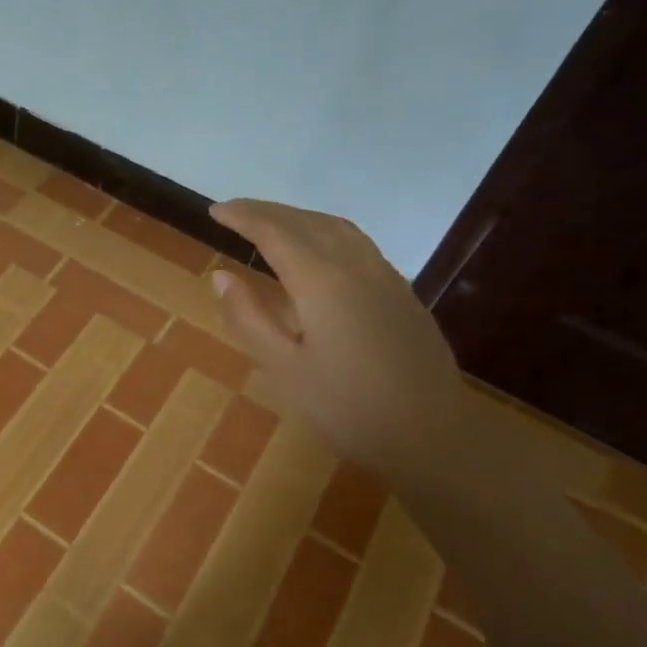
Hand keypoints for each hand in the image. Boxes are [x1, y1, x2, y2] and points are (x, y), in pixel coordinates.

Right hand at [209, 200, 465, 483]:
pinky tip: (318, 251)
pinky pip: (356, 243)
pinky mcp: (401, 292)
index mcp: (321, 281)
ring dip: (298, 217)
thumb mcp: (284, 369)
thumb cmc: (348, 407)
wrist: (432, 435)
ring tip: (271, 224)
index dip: (242, 216)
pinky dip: (324, 232)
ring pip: (336, 227)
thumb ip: (249, 318)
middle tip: (234, 213)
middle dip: (267, 211)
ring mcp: (384, 276)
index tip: (214, 211)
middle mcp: (355, 266)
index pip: (274, 232)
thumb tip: (222, 276)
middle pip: (305, 222)